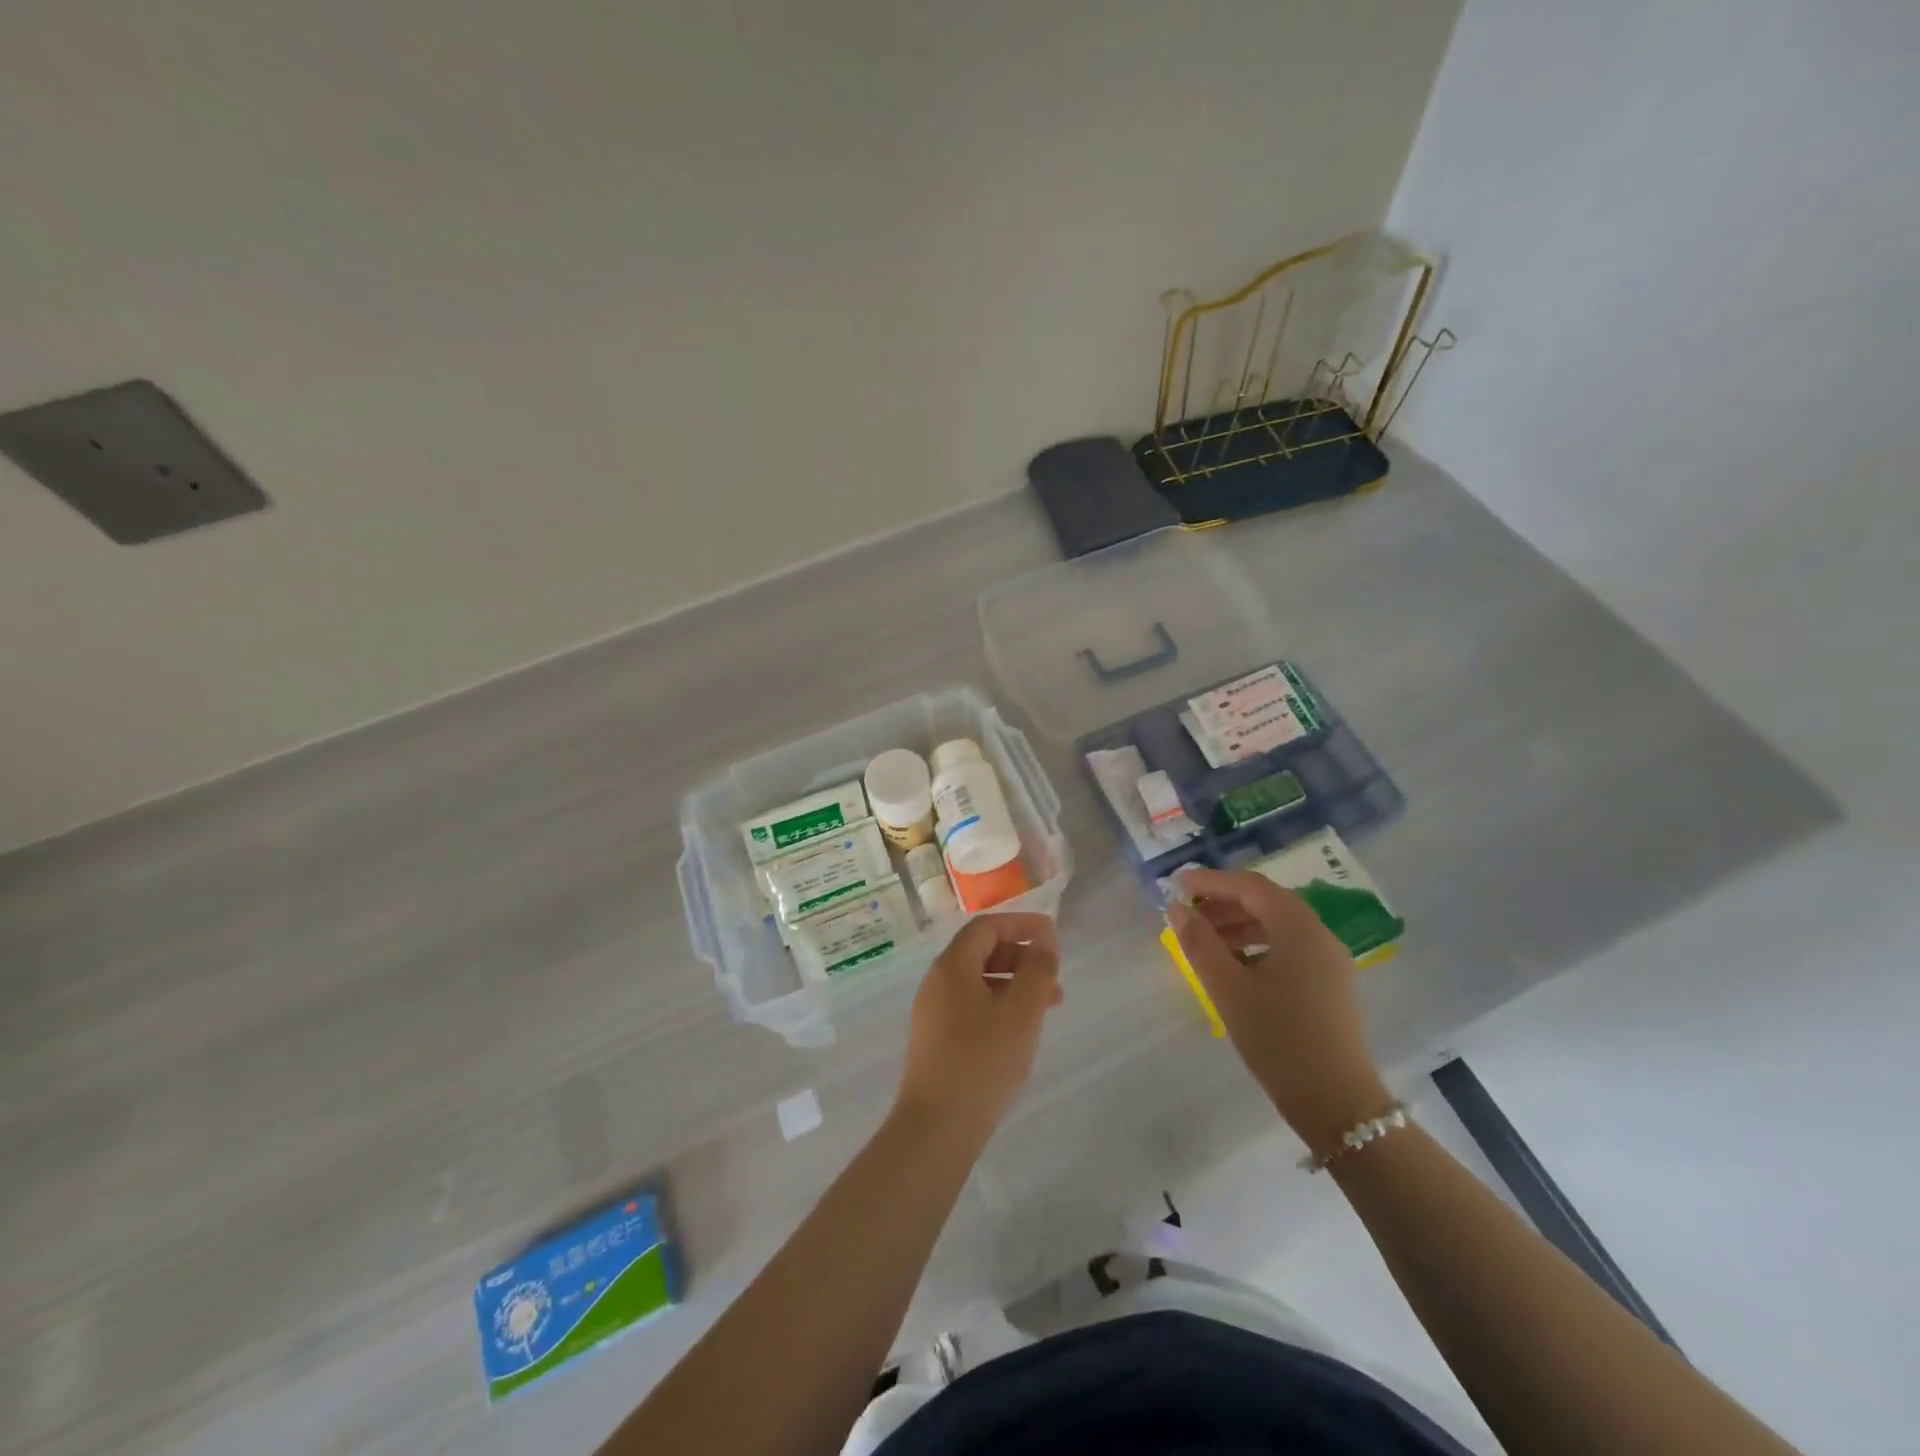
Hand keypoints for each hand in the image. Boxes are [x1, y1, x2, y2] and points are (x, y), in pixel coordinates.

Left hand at [895, 912, 1062, 1146]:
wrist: (936, 1128)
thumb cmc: (982, 1062)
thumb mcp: (1021, 1012)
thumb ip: (1037, 970)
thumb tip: (1044, 941)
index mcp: (952, 966)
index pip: (986, 927)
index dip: (1021, 924)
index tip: (1052, 934)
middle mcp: (937, 982)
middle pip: (980, 952)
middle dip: (1020, 957)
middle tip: (1053, 975)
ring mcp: (933, 1012)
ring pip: (978, 982)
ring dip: (1013, 984)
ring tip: (1047, 1007)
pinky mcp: (936, 1040)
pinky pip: (971, 1006)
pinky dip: (999, 1005)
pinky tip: (1019, 1031)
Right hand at [1168, 867, 1390, 1156]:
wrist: (1336, 1103)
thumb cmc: (1278, 1039)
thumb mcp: (1228, 989)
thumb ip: (1200, 943)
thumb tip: (1177, 909)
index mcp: (1299, 928)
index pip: (1251, 886)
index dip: (1211, 881)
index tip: (1177, 885)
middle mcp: (1319, 935)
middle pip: (1266, 901)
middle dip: (1224, 902)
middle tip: (1187, 913)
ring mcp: (1329, 960)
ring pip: (1278, 924)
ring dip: (1238, 924)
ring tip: (1204, 940)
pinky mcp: (1329, 983)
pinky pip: (1289, 946)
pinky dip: (1257, 943)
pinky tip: (1234, 964)